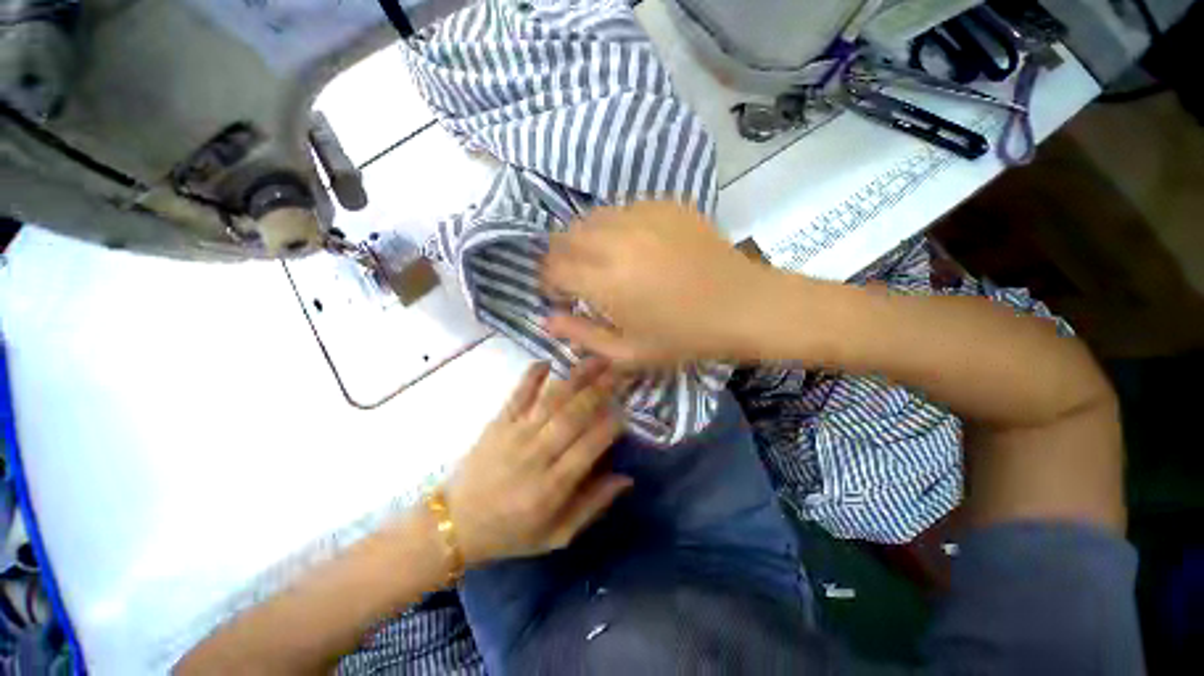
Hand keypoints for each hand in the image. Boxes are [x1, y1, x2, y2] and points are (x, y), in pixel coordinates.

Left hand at [445, 361, 631, 565]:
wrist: (454, 524)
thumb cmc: (511, 532)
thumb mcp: (557, 535)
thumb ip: (593, 506)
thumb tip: (627, 479)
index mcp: (552, 486)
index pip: (590, 446)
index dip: (611, 425)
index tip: (627, 410)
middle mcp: (536, 455)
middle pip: (573, 415)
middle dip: (599, 391)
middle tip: (619, 372)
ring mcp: (515, 434)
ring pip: (551, 400)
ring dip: (576, 377)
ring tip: (596, 360)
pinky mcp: (498, 423)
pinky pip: (518, 394)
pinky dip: (533, 375)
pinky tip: (548, 360)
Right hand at [541, 201, 774, 365]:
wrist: (743, 306)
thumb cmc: (684, 337)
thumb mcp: (628, 353)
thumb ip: (582, 335)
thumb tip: (547, 319)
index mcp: (605, 281)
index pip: (553, 268)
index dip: (549, 282)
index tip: (561, 296)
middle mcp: (616, 240)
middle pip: (564, 236)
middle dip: (562, 258)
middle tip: (579, 279)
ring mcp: (642, 216)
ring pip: (591, 218)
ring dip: (586, 240)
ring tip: (605, 262)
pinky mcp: (664, 205)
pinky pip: (623, 209)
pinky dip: (616, 228)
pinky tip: (636, 247)